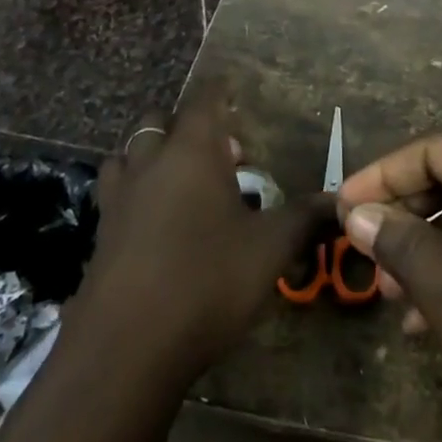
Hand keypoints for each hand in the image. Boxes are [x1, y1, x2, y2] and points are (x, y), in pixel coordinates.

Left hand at [79, 107, 327, 383]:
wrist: (124, 351)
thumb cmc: (206, 281)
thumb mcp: (270, 249)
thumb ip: (305, 218)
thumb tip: (341, 202)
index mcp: (191, 152)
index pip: (203, 100)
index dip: (219, 91)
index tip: (232, 89)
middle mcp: (150, 164)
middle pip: (157, 122)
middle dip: (184, 126)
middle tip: (217, 152)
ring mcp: (118, 200)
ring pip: (128, 156)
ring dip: (151, 157)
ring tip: (180, 182)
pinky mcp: (100, 237)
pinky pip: (116, 197)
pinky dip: (134, 195)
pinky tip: (156, 225)